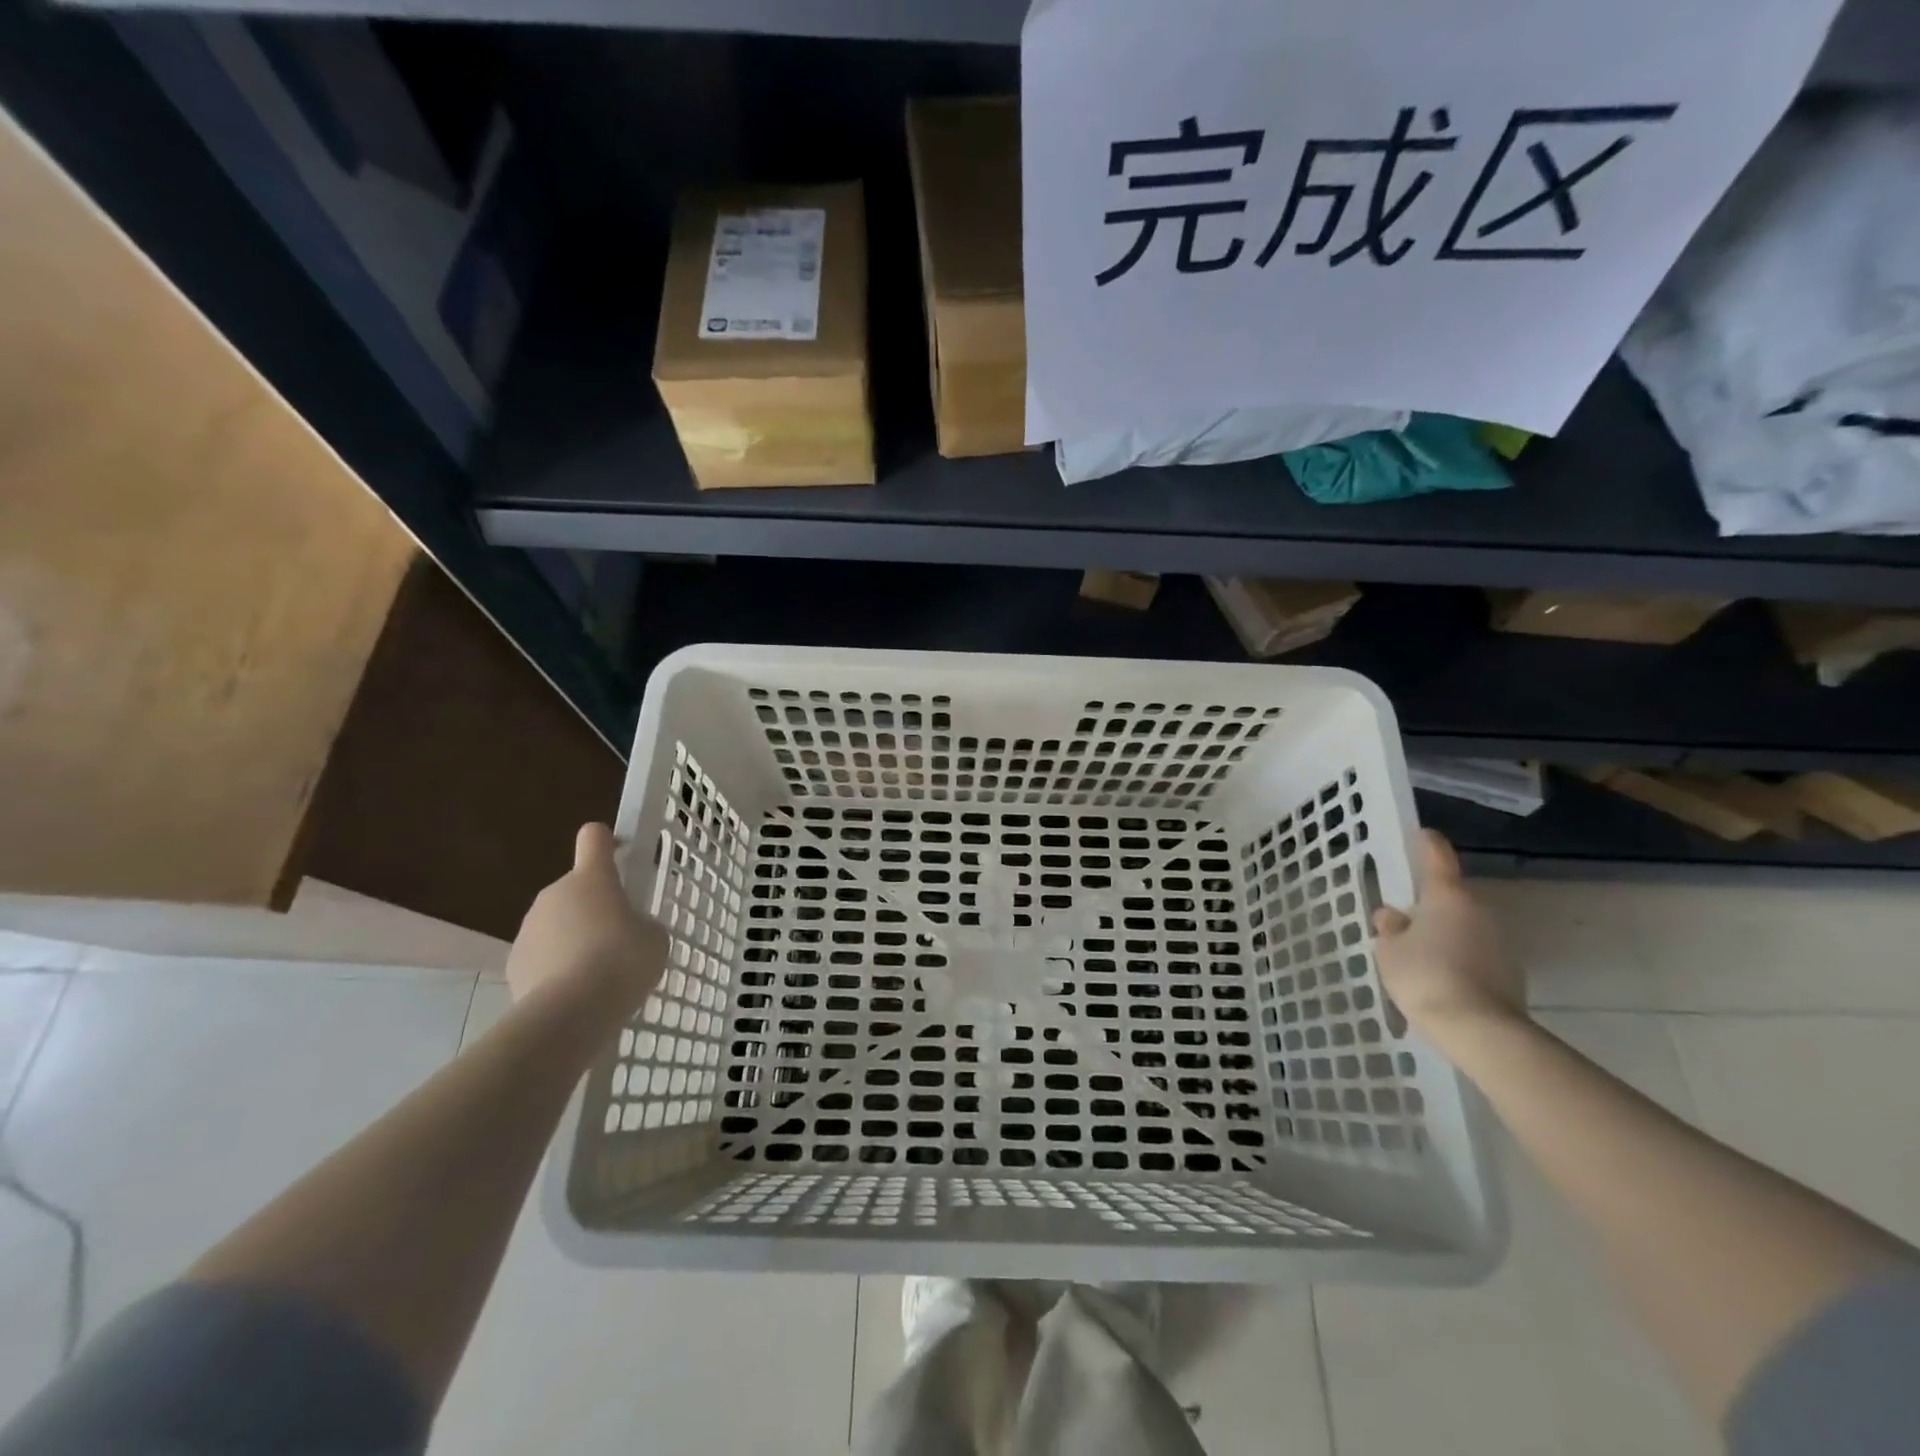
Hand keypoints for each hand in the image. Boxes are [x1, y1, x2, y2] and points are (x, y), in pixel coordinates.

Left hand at [506, 823, 668, 1008]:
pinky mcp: (514, 963)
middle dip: (594, 908)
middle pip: (576, 889)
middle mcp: (555, 893)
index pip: (595, 838)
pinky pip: (542, 955)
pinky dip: (557, 968)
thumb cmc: (622, 961)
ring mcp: (529, 928)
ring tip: (598, 974)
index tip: (619, 855)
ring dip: (574, 939)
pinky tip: (576, 994)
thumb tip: (627, 930)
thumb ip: (641, 925)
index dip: (607, 842)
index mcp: (592, 878)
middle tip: (619, 938)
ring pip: (557, 923)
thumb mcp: (654, 938)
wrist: (570, 1012)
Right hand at [1372, 830, 1525, 1044]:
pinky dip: (1459, 956)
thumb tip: (1395, 916)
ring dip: (1445, 931)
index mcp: (1447, 895)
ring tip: (1419, 954)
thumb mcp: (1389, 949)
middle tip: (1402, 917)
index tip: (1418, 835)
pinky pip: (1476, 952)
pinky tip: (1440, 977)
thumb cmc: (1425, 976)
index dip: (1425, 843)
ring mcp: (1499, 940)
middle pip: (1450, 895)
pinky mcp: (1509, 970)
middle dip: (1429, 902)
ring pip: (1464, 924)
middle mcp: (1479, 909)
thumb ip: (1390, 927)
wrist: (1479, 1030)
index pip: (1437, 855)